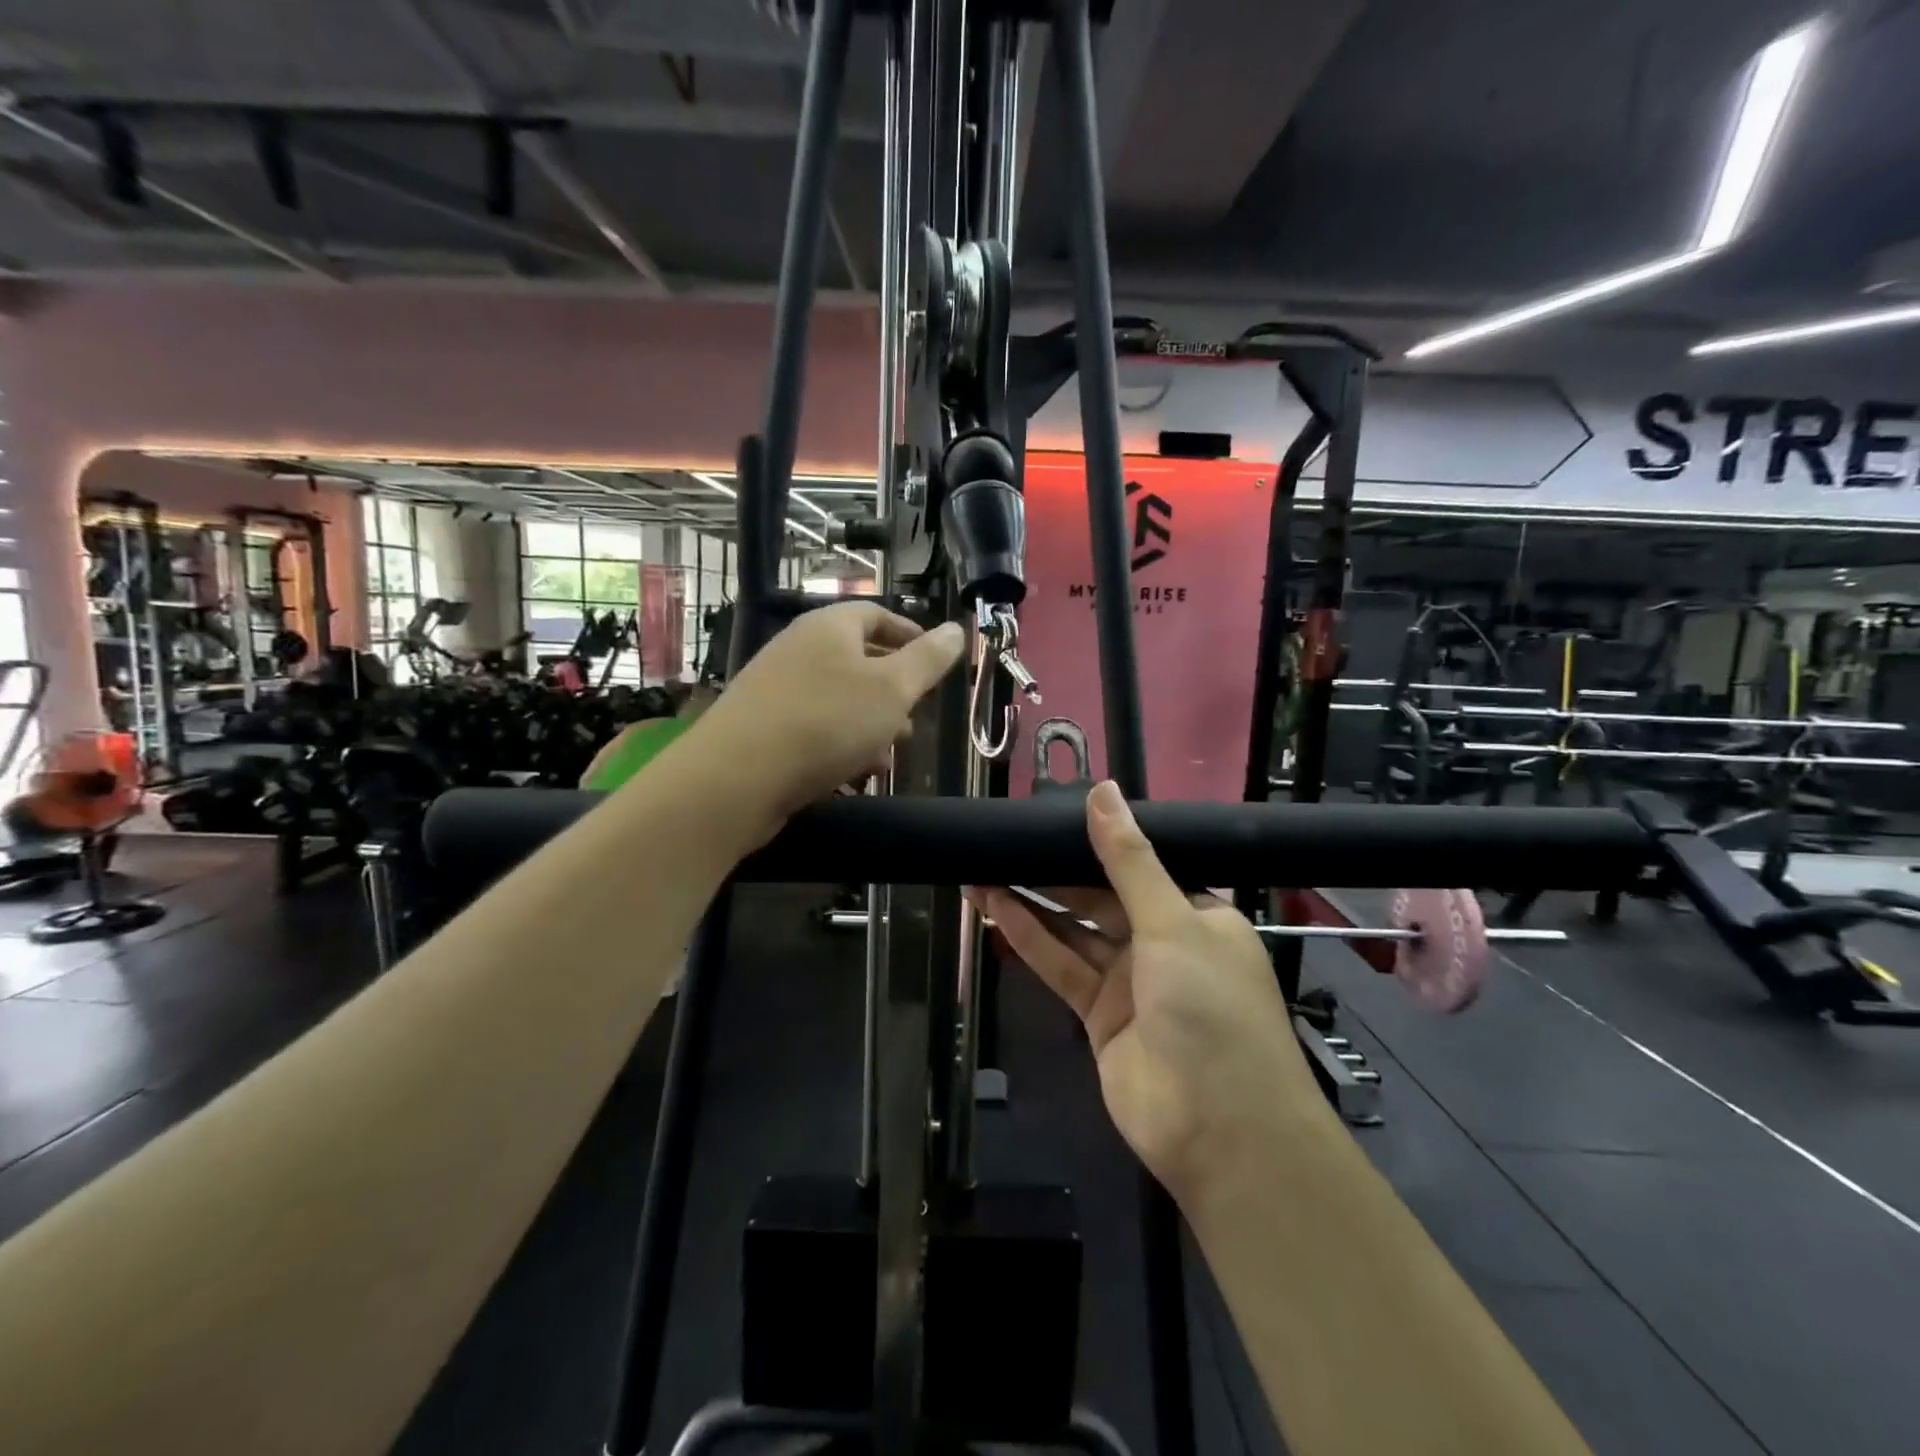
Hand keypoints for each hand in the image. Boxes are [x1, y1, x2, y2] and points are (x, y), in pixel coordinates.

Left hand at [694, 602, 965, 833]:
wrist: (737, 777)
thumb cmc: (826, 721)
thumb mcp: (892, 689)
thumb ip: (928, 660)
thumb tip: (956, 630)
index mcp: (829, 627)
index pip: (876, 615)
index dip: (910, 635)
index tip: (935, 663)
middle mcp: (799, 649)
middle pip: (857, 659)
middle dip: (893, 690)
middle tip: (917, 716)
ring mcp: (776, 688)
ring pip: (838, 699)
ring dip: (870, 723)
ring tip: (890, 753)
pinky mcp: (763, 727)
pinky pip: (814, 727)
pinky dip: (840, 744)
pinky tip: (855, 774)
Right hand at [973, 782, 1331, 1200]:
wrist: (1220, 1131)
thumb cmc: (1210, 1009)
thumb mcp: (1173, 922)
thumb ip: (1129, 860)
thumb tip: (1103, 791)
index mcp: (1196, 914)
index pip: (1140, 866)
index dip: (1097, 842)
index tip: (1052, 815)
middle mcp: (1163, 943)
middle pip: (1100, 896)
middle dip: (1054, 870)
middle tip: (1005, 839)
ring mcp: (1129, 982)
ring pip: (1073, 930)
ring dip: (1032, 900)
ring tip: (984, 866)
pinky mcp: (1099, 1016)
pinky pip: (1061, 966)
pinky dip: (1029, 938)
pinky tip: (995, 906)